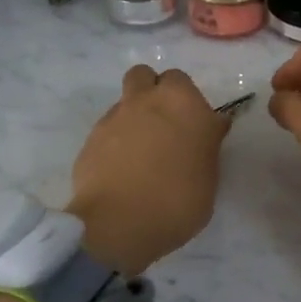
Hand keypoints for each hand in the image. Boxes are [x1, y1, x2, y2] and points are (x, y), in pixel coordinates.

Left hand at [69, 66, 231, 273]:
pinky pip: (107, 128)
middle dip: (154, 91)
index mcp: (183, 103)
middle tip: (164, 123)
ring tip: (140, 146)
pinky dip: (115, 139)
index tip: (193, 126)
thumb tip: (208, 128)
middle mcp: (147, 100)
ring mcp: (115, 117)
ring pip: (124, 99)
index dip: (187, 102)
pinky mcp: (90, 138)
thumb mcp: (209, 174)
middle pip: (146, 76)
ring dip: (133, 113)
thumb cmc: (179, 201)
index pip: (184, 83)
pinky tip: (121, 167)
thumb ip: (206, 144)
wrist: (119, 224)